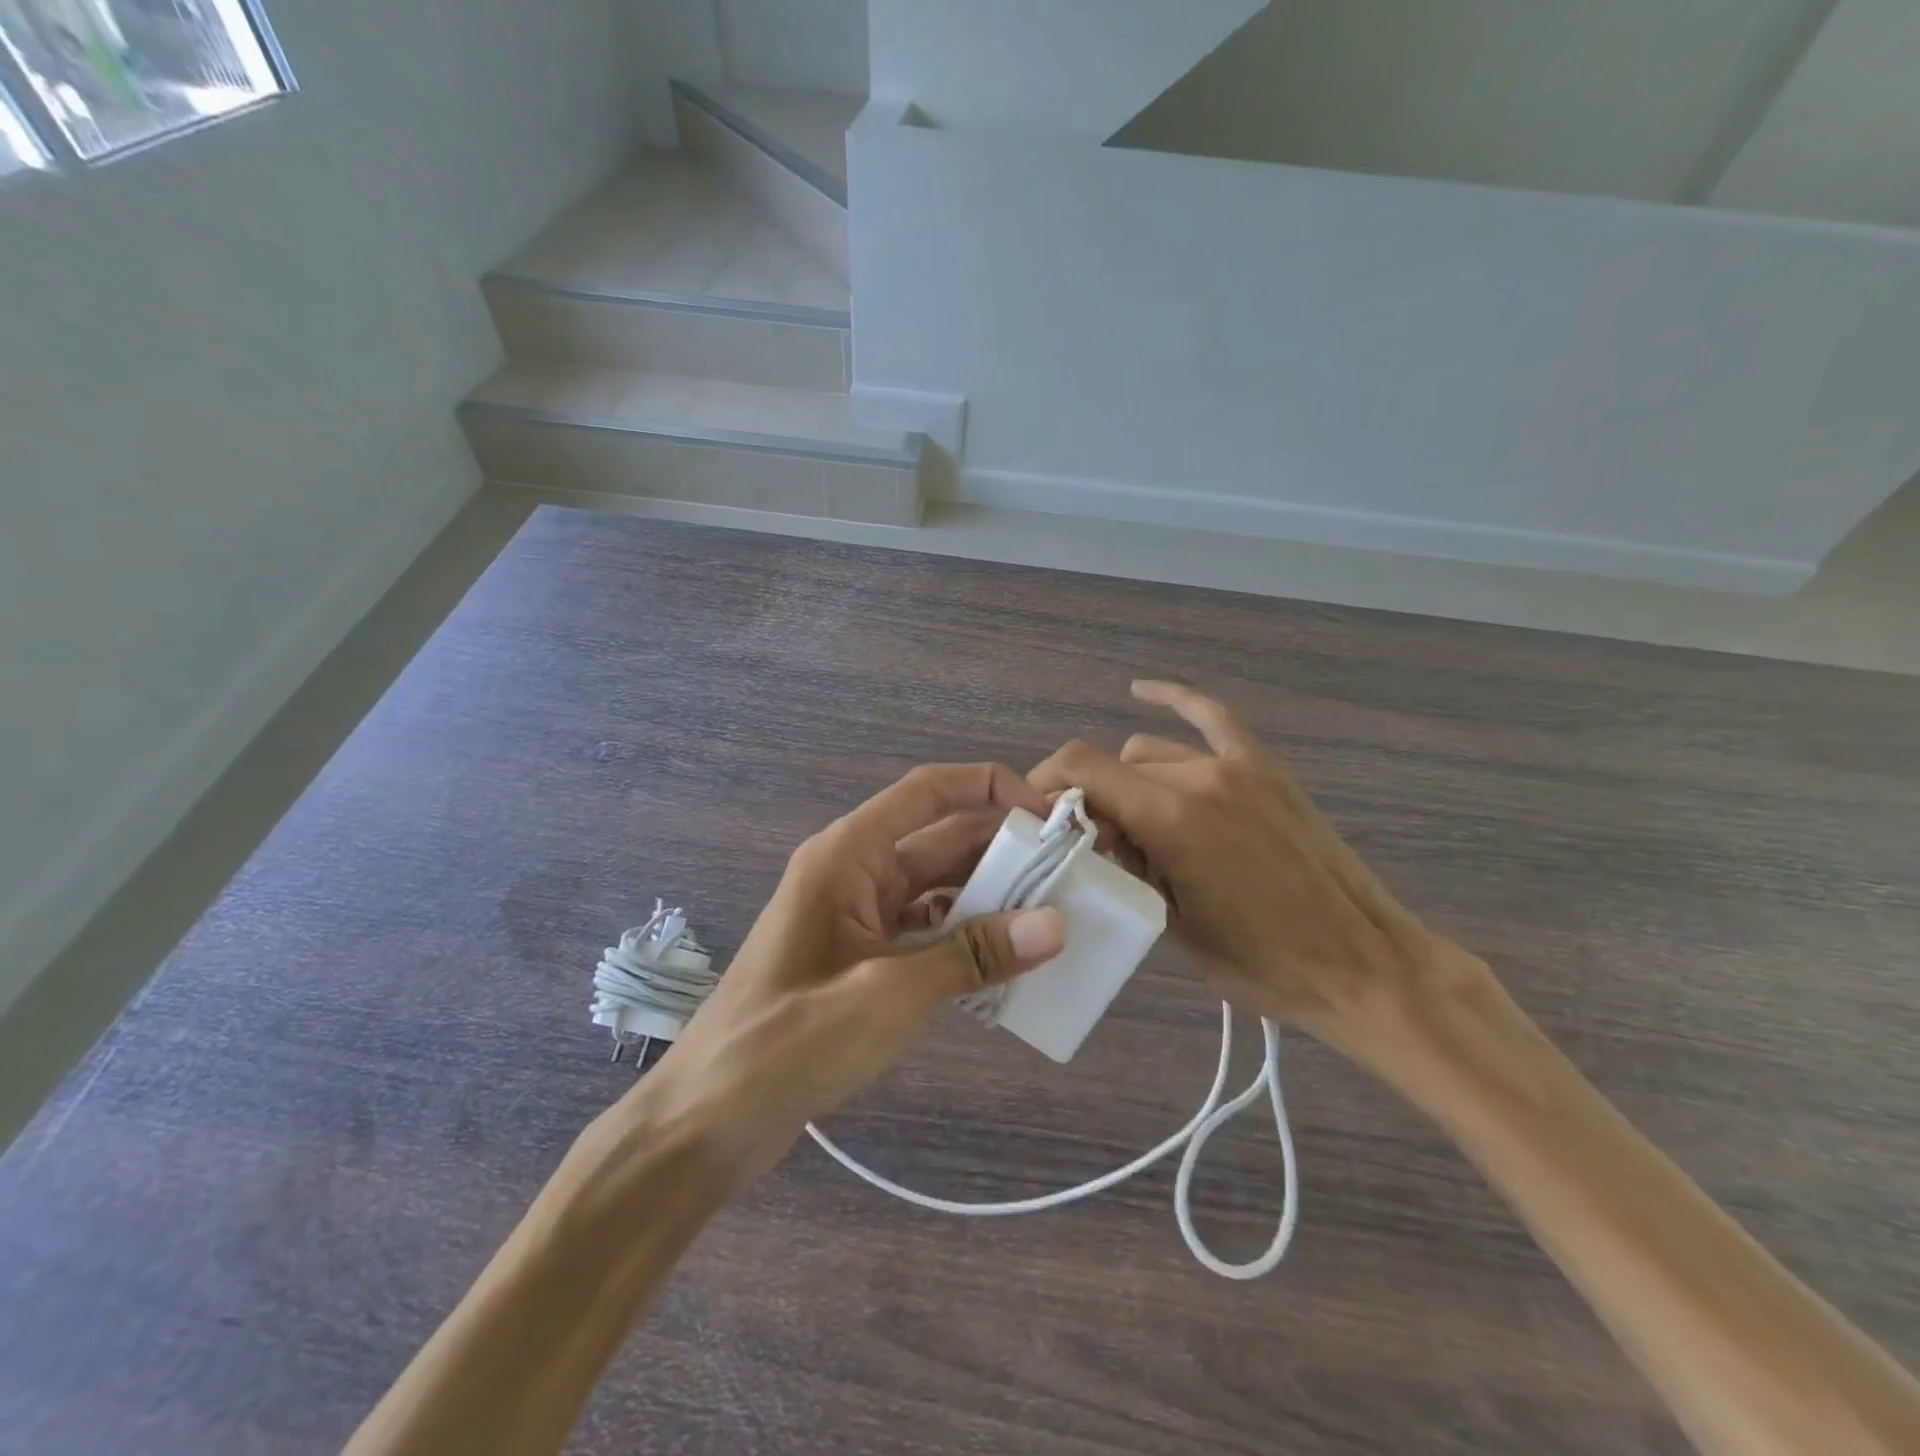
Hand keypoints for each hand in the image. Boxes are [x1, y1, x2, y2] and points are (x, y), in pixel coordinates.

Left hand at [633, 763, 1064, 1185]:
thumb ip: (973, 956)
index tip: (1048, 815)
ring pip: (937, 887)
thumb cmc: (788, 1042)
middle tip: (1070, 874)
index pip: (928, 792)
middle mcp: (855, 871)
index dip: (990, 787)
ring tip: (1054, 916)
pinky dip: (965, 938)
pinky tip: (1007, 961)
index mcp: (849, 855)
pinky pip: (926, 929)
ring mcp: (857, 915)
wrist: (710, 1118)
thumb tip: (1056, 926)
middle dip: (1003, 851)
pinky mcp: (862, 956)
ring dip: (990, 898)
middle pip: (940, 840)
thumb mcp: (888, 995)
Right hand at [1029, 682, 1469, 1050]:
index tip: (1037, 819)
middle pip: (1114, 767)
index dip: (1046, 785)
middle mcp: (1199, 776)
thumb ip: (1126, 865)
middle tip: (1096, 849)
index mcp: (1172, 817)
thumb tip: (1098, 835)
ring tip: (1135, 825)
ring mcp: (1236, 767)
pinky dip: (1175, 700)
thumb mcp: (1172, 922)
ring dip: (1129, 781)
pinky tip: (1142, 690)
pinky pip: (1212, 718)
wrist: (1362, 966)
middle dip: (1092, 801)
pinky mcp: (1265, 770)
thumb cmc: (1262, 963)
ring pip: (1151, 752)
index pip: (1081, 768)